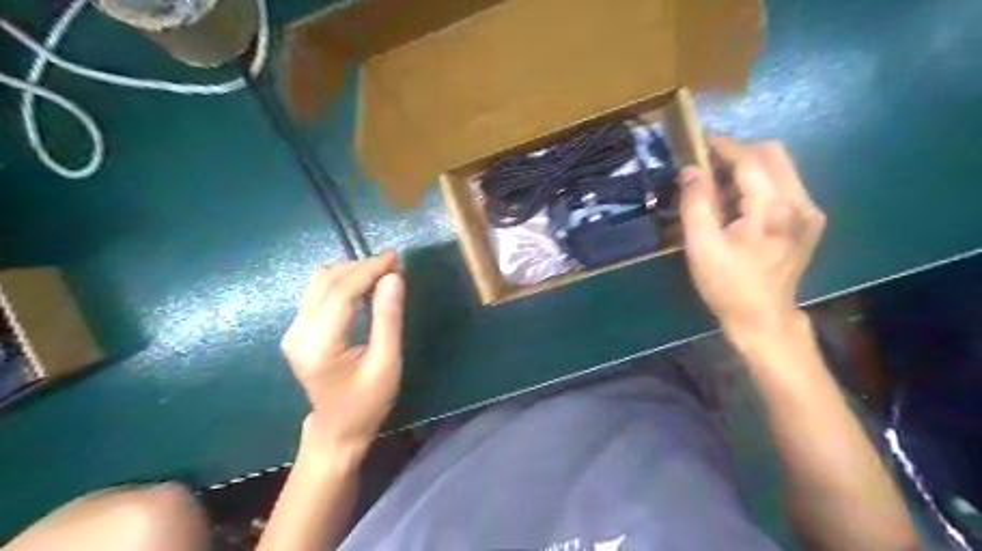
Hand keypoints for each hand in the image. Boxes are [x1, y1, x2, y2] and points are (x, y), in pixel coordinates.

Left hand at [282, 252, 403, 454]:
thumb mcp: (386, 363)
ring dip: (352, 270)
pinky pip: (319, 292)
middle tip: (394, 262)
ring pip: (320, 282)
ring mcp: (293, 330)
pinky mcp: (298, 329)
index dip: (369, 269)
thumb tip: (393, 277)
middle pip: (328, 282)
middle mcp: (297, 333)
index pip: (341, 293)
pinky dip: (344, 281)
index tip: (396, 257)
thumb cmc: (367, 402)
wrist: (338, 428)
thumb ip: (388, 319)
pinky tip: (365, 282)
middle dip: (362, 266)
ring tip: (384, 269)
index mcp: (318, 345)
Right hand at [680, 139, 822, 335]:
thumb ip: (695, 204)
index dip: (723, 145)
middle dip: (739, 151)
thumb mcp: (701, 247)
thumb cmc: (727, 284)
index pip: (750, 159)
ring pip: (781, 167)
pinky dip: (761, 182)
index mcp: (772, 209)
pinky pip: (785, 184)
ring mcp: (809, 211)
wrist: (762, 317)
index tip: (700, 141)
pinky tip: (741, 203)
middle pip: (773, 153)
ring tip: (721, 184)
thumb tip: (691, 170)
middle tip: (709, 165)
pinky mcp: (810, 220)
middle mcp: (799, 202)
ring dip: (749, 165)